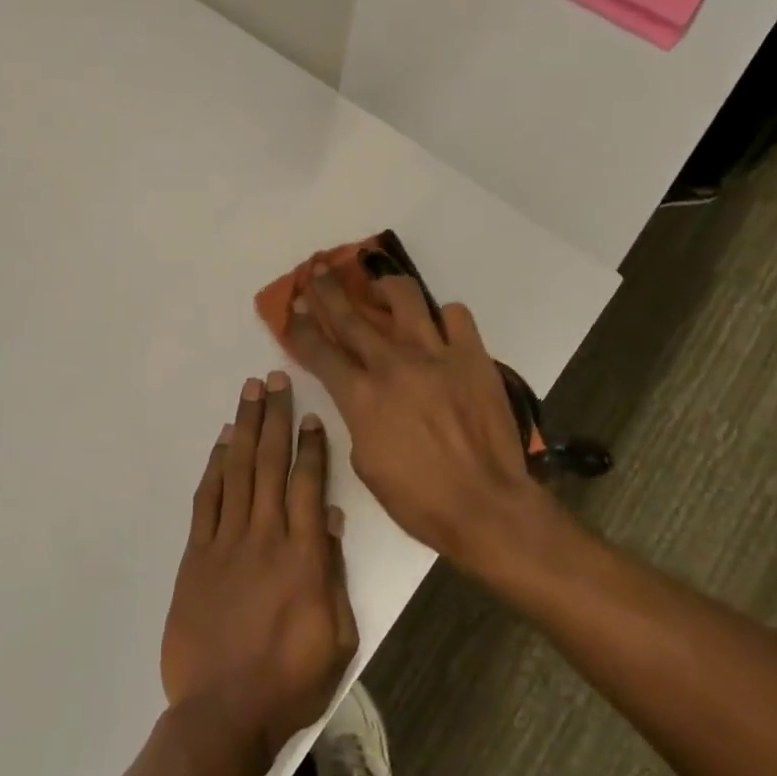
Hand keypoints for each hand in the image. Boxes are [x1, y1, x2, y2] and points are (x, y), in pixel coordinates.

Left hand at [161, 373, 358, 758]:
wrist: (223, 714)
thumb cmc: (290, 681)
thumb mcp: (337, 636)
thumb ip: (333, 572)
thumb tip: (332, 519)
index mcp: (304, 556)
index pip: (310, 485)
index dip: (312, 446)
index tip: (312, 415)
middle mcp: (265, 536)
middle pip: (271, 463)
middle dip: (275, 417)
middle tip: (275, 379)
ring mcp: (226, 543)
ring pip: (238, 471)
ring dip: (245, 428)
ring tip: (249, 393)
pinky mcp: (196, 556)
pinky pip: (207, 500)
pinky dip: (215, 467)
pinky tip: (222, 443)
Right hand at [287, 264, 555, 572]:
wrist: (485, 506)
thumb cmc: (419, 499)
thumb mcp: (366, 464)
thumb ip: (357, 420)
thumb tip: (361, 397)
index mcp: (361, 396)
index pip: (319, 350)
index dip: (299, 327)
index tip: (290, 308)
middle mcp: (393, 365)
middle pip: (351, 315)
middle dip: (326, 290)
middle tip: (316, 269)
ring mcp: (436, 355)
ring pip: (404, 298)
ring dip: (384, 285)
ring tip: (378, 285)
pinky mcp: (473, 357)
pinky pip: (456, 316)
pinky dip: (443, 316)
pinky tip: (437, 326)